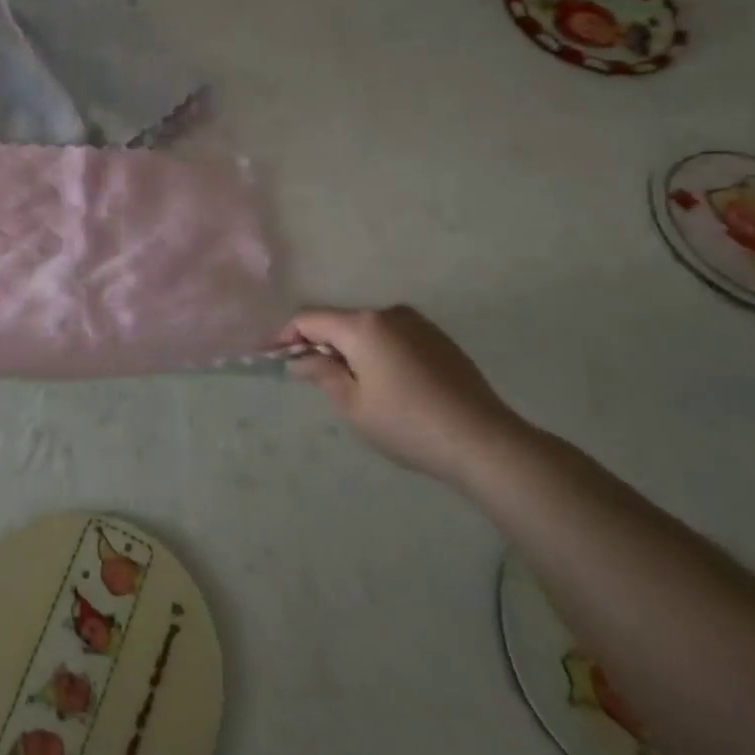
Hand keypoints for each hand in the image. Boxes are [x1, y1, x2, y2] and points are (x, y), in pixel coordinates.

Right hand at [281, 306, 525, 482]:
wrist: (483, 441)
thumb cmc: (407, 424)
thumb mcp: (353, 404)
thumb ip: (322, 374)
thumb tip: (301, 359)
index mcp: (362, 325)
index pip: (309, 319)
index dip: (286, 336)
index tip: (271, 356)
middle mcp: (389, 313)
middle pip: (340, 322)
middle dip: (321, 344)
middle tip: (311, 377)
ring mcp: (419, 324)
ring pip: (368, 330)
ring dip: (351, 349)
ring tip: (352, 385)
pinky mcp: (440, 340)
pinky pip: (394, 338)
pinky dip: (378, 353)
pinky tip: (387, 385)